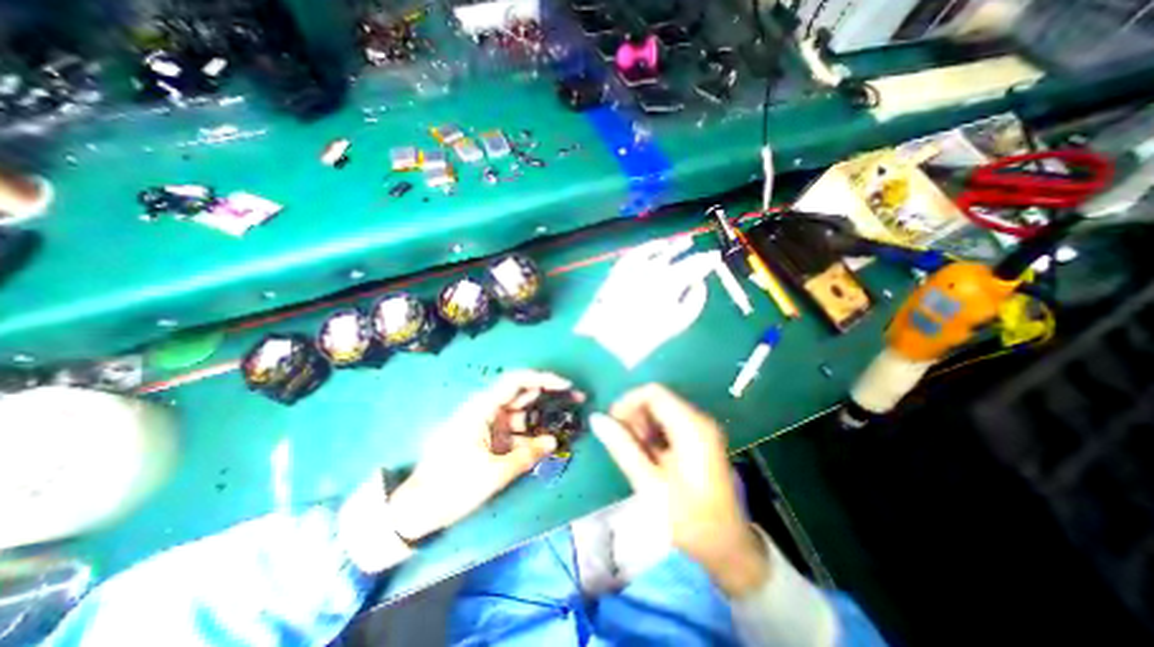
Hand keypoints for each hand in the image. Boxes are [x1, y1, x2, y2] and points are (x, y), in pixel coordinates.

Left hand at [389, 368, 585, 540]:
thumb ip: (527, 455)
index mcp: (483, 408)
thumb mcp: (493, 473)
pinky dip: (533, 434)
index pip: (516, 381)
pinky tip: (550, 440)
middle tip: (576, 399)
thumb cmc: (452, 486)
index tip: (566, 385)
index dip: (542, 378)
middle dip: (550, 394)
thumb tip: (554, 442)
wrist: (418, 508)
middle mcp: (488, 410)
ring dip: (544, 416)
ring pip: (523, 413)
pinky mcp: (490, 439)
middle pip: (523, 394)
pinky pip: (517, 431)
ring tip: (570, 419)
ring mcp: (489, 425)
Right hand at [590, 384, 768, 594]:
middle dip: (634, 416)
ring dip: (641, 426)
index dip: (627, 402)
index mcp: (691, 427)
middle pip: (656, 399)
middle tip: (622, 444)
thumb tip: (596, 419)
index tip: (612, 425)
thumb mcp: (649, 484)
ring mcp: (700, 429)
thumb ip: (622, 447)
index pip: (653, 392)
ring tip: (635, 454)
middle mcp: (698, 420)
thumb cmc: (688, 518)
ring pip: (660, 410)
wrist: (726, 548)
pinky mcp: (698, 439)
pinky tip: (648, 456)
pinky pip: (668, 423)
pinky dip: (652, 433)